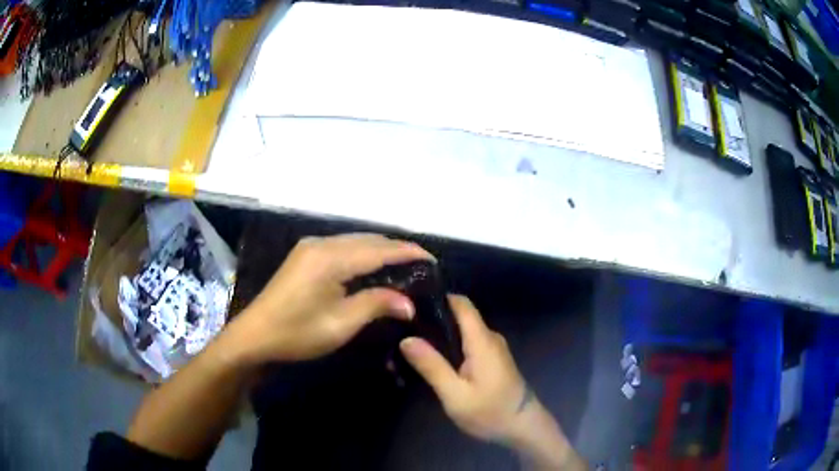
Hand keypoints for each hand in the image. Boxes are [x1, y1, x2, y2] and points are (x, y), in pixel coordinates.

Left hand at [232, 233, 434, 362]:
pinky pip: (343, 247)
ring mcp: (311, 247)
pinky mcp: (306, 255)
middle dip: (396, 249)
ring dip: (380, 250)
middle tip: (422, 264)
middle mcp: (321, 243)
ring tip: (404, 265)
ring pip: (355, 241)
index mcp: (330, 258)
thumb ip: (376, 305)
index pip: (378, 249)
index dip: (407, 252)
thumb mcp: (340, 324)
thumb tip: (409, 302)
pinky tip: (373, 267)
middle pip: (368, 240)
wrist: (255, 335)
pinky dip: (363, 254)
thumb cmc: (297, 333)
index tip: (432, 259)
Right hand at [400, 296, 585, 469]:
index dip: (437, 298)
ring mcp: (493, 348)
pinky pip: (469, 343)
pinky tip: (433, 358)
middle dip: (433, 319)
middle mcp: (489, 337)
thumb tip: (407, 339)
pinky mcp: (493, 359)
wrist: (523, 427)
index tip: (410, 304)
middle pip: (460, 316)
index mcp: (482, 340)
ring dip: (441, 334)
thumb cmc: (490, 412)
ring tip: (412, 342)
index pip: (461, 303)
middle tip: (402, 328)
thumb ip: (432, 366)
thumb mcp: (455, 395)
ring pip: (463, 330)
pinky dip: (451, 346)